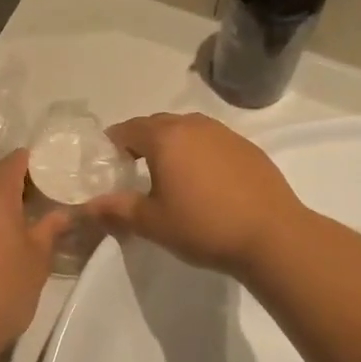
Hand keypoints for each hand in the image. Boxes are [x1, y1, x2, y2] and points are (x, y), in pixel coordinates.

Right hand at [82, 114, 305, 276]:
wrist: (272, 236)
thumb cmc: (204, 226)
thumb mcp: (152, 223)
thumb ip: (116, 210)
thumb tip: (88, 206)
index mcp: (166, 137)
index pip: (128, 129)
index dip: (112, 145)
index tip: (107, 165)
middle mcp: (194, 126)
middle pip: (157, 125)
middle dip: (141, 143)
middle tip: (133, 171)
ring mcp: (225, 134)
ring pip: (187, 131)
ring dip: (172, 146)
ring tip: (169, 176)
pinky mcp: (248, 148)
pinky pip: (212, 142)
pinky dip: (199, 154)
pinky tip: (204, 183)